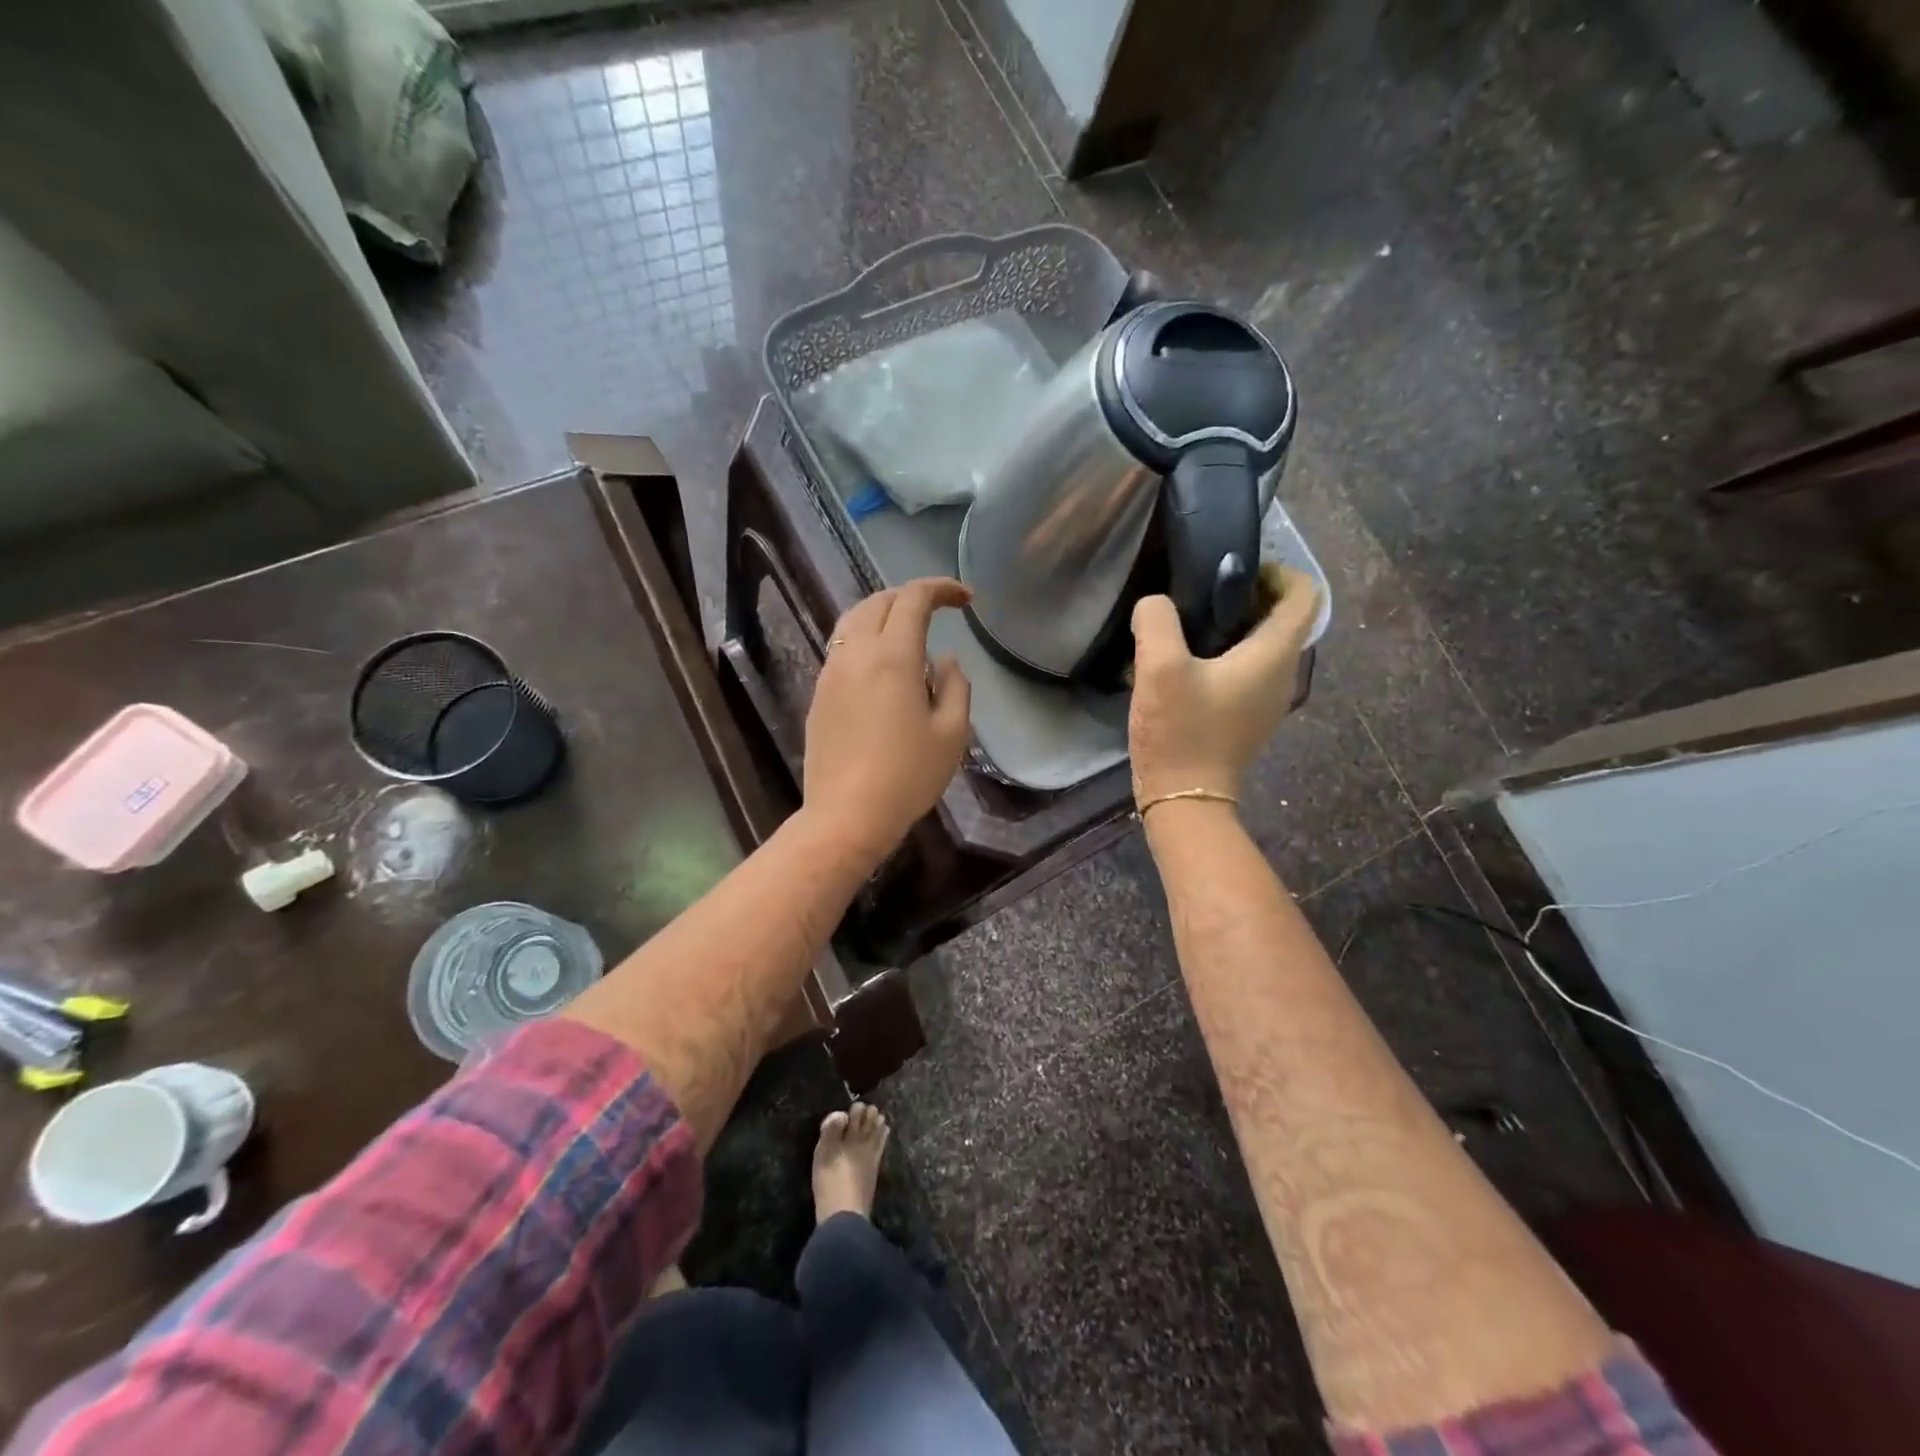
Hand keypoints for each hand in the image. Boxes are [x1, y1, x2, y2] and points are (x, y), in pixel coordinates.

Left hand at [804, 577, 972, 861]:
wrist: (847, 815)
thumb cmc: (908, 776)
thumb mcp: (951, 733)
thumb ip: (955, 686)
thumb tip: (945, 661)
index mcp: (892, 656)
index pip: (914, 600)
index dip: (941, 589)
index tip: (966, 599)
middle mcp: (855, 654)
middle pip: (878, 602)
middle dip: (910, 596)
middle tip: (938, 609)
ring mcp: (831, 673)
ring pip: (853, 622)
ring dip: (883, 614)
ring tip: (909, 631)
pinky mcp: (819, 695)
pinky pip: (842, 649)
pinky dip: (865, 639)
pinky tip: (883, 666)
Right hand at [1128, 564, 1320, 804]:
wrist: (1185, 799)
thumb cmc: (1180, 732)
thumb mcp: (1159, 669)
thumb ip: (1157, 621)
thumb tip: (1156, 604)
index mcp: (1273, 655)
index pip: (1305, 594)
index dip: (1278, 572)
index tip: (1235, 572)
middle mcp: (1283, 674)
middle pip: (1285, 617)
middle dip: (1250, 595)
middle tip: (1202, 595)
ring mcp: (1268, 699)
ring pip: (1265, 644)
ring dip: (1236, 626)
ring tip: (1190, 626)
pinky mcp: (1248, 716)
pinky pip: (1249, 669)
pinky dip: (1228, 654)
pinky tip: (1188, 663)